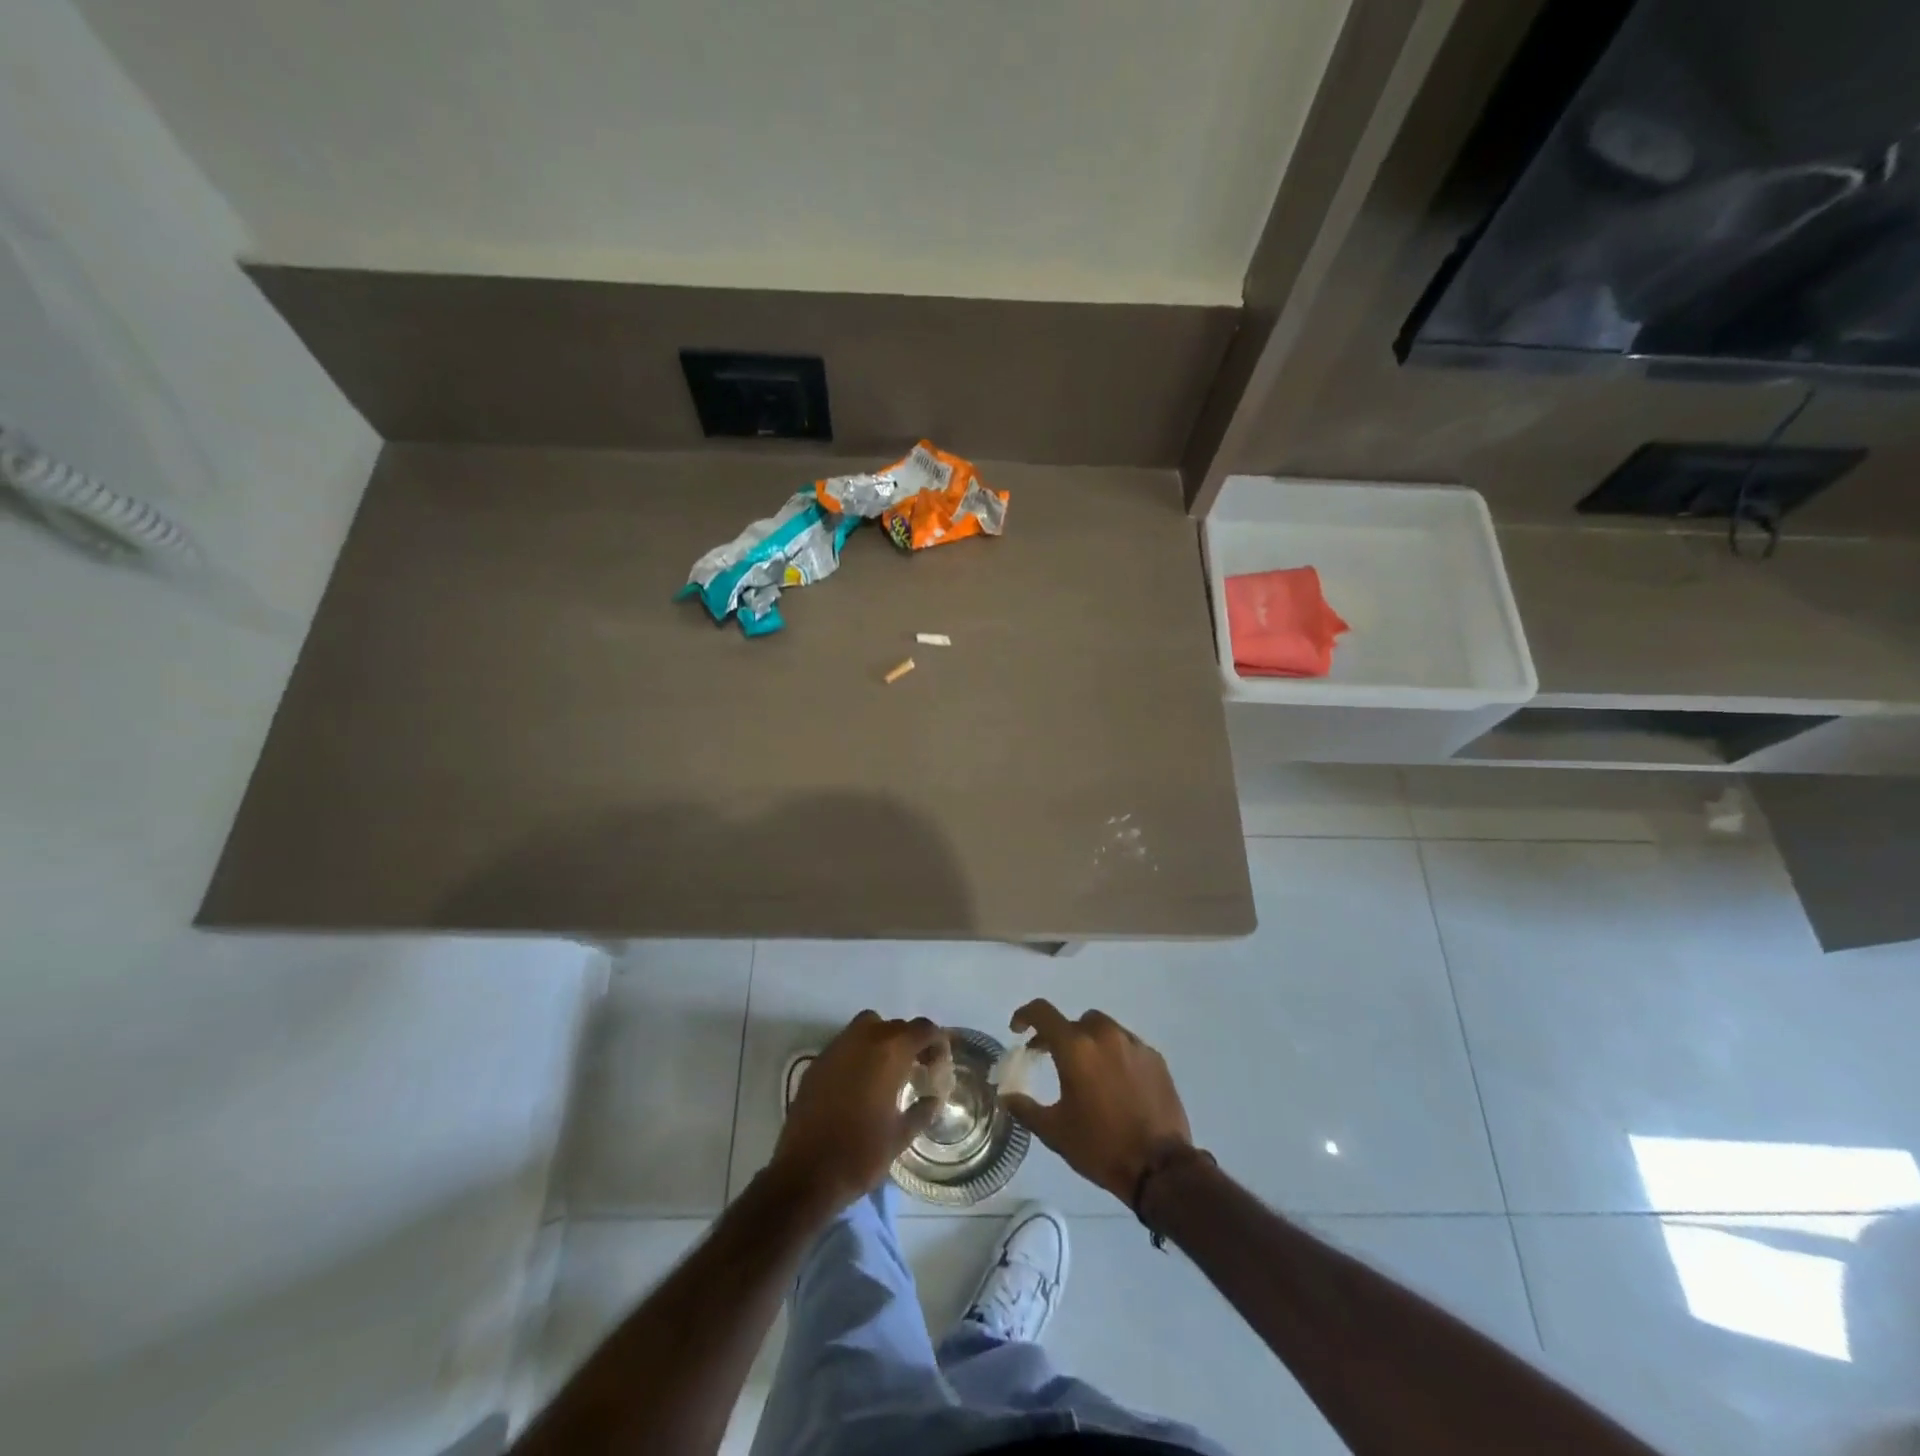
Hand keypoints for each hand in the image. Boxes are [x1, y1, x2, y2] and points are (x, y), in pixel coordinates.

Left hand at [771, 1011, 949, 1212]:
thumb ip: (922, 1111)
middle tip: (917, 1068)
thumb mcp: (901, 1136)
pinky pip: (846, 1044)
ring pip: (867, 1026)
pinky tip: (860, 1083)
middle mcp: (863, 1039)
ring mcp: (836, 1048)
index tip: (939, 1063)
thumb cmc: (860, 1154)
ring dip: (883, 1040)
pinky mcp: (817, 1062)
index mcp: (889, 1052)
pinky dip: (859, 1053)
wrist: (805, 1173)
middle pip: (896, 1025)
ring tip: (888, 1071)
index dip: (936, 1041)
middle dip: (910, 1041)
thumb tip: (934, 1099)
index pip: (922, 1028)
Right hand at [1000, 999, 1193, 1204]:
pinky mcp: (1155, 1058)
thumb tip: (1007, 1095)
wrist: (1160, 1167)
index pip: (1043, 1013)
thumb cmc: (1100, 1146)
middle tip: (1054, 1058)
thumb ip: (1025, 1108)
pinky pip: (1127, 1045)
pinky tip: (1116, 1083)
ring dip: (1090, 1043)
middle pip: (1076, 1021)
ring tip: (1088, 1072)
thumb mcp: (1054, 1132)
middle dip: (1061, 1036)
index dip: (1025, 1015)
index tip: (1018, 1030)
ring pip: (1104, 1029)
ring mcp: (1133, 1044)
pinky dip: (1115, 1055)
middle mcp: (1104, 1035)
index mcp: (1075, 1048)